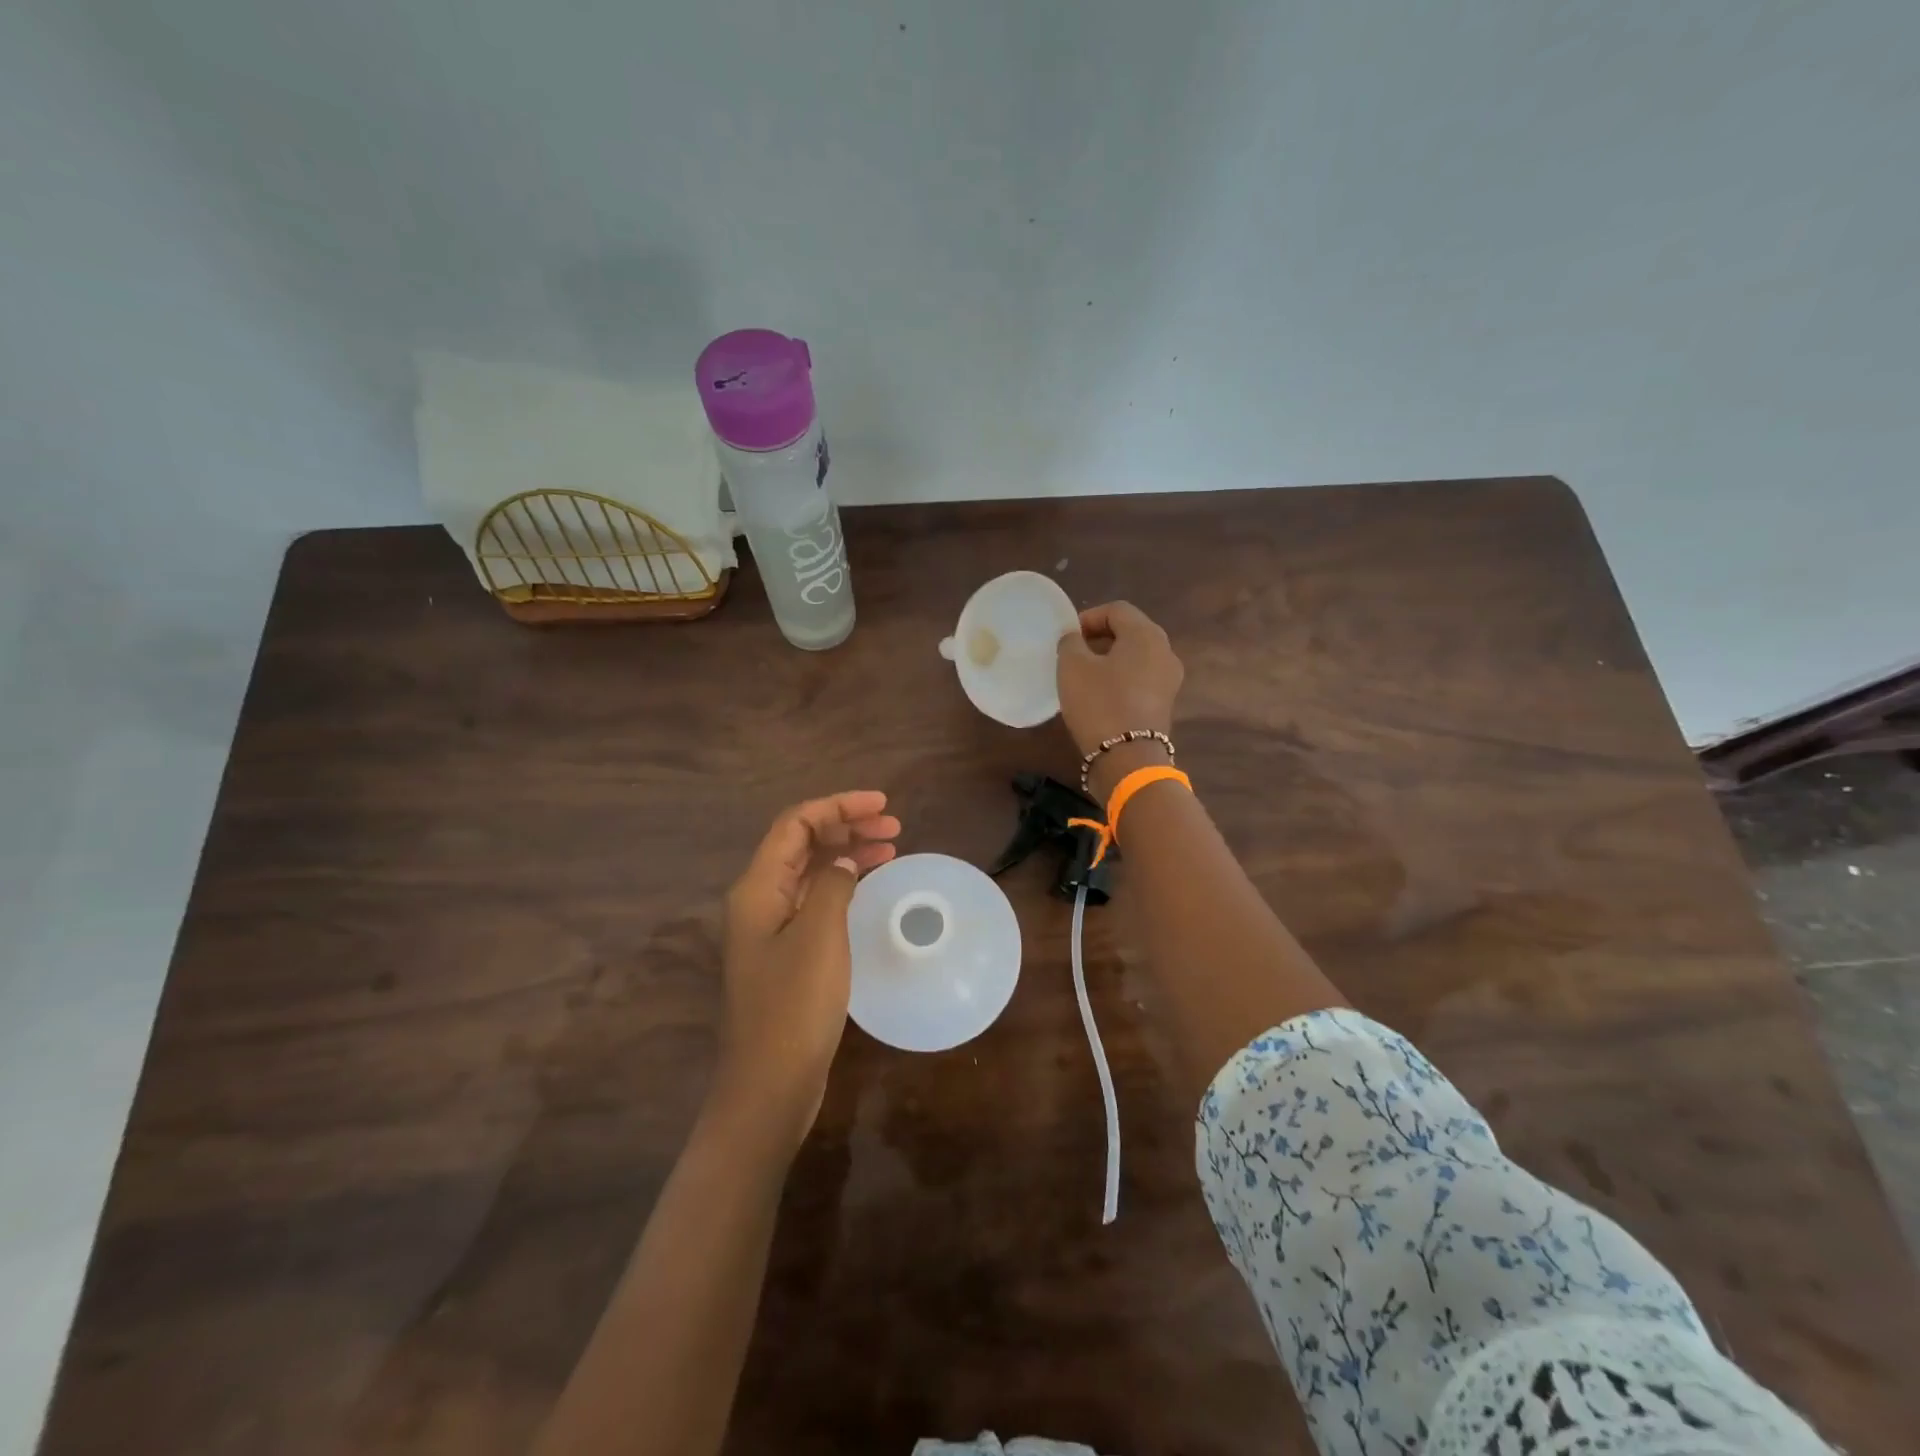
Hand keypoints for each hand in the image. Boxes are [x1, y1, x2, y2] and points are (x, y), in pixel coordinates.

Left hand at [716, 792, 900, 1151]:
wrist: (769, 1086)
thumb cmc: (794, 1007)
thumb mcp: (820, 937)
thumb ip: (833, 886)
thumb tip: (842, 863)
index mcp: (758, 888)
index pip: (796, 823)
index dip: (838, 805)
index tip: (883, 805)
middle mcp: (760, 900)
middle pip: (802, 843)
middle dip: (846, 825)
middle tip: (893, 827)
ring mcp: (771, 928)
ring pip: (811, 872)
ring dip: (847, 853)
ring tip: (890, 847)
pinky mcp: (786, 953)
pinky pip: (816, 900)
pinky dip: (843, 884)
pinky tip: (868, 886)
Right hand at [1057, 601, 1184, 758]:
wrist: (1127, 758)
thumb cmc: (1099, 703)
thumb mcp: (1072, 667)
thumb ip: (1071, 643)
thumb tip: (1075, 638)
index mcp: (1146, 635)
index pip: (1117, 610)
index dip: (1089, 617)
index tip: (1067, 637)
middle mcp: (1165, 652)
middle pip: (1130, 632)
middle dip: (1100, 638)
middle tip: (1073, 653)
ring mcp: (1169, 680)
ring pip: (1136, 657)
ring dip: (1110, 660)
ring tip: (1083, 675)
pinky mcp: (1164, 704)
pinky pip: (1140, 679)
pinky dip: (1120, 679)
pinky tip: (1099, 695)